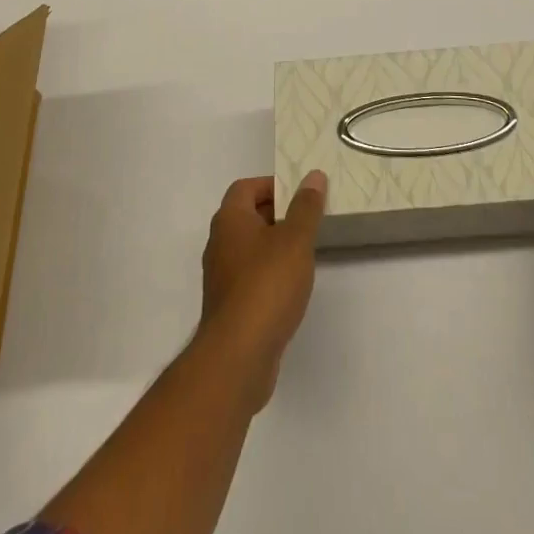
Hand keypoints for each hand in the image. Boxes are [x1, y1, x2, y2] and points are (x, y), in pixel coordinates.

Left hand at [196, 171, 326, 410]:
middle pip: (247, 216)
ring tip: (304, 252)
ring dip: (274, 246)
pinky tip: (291, 287)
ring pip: (249, 248)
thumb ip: (306, 207)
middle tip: (308, 219)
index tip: (299, 194)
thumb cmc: (267, 285)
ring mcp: (222, 277)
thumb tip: (313, 176)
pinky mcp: (229, 306)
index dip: (272, 185)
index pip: (245, 187)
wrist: (238, 357)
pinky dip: (269, 274)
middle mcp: (220, 243)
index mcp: (230, 220)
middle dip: (277, 214)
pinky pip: (250, 277)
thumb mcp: (295, 239)